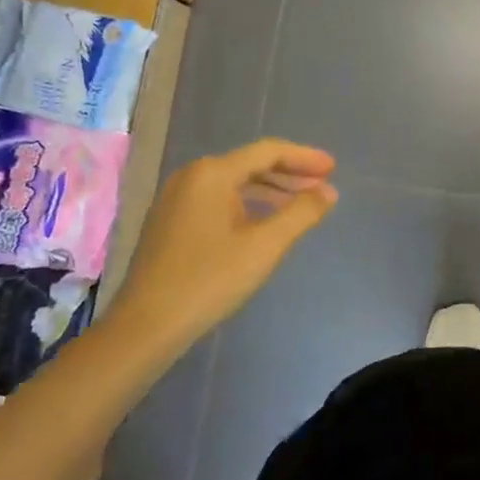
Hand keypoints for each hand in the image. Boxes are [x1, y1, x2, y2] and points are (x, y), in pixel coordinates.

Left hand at [108, 140, 338, 359]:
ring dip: (271, 191)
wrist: (145, 327)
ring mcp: (176, 198)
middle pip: (250, 164)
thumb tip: (328, 192)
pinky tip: (266, 222)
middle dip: (290, 174)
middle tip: (323, 185)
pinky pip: (218, 200)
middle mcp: (191, 176)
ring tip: (301, 205)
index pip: (268, 152)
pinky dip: (248, 204)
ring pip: (234, 183)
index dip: (304, 158)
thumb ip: (301, 213)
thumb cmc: (209, 280)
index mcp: (212, 173)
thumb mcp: (265, 246)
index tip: (333, 168)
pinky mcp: (170, 221)